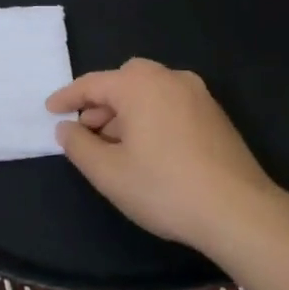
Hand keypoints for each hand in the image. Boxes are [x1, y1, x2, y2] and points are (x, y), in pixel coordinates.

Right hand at [47, 58, 281, 255]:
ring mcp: (197, 94)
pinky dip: (151, 116)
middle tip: (87, 129)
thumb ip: (79, 146)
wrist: (238, 211)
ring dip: (127, 110)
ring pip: (150, 91)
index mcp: (139, 85)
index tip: (50, 110)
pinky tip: (148, 149)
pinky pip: (171, 103)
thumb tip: (66, 128)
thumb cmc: (165, 189)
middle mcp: (169, 78)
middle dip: (102, 101)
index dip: (67, 97)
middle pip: (125, 79)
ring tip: (115, 144)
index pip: (93, 83)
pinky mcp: (214, 114)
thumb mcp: (109, 173)